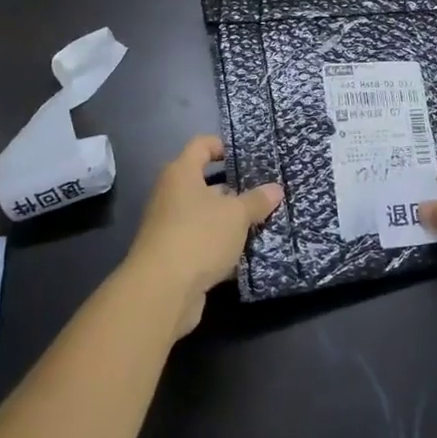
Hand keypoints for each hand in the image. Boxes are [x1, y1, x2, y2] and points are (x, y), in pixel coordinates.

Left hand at [125, 136, 282, 335]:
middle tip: (264, 191)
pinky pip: (202, 242)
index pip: (201, 145)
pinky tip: (246, 253)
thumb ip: (257, 200)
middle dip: (234, 187)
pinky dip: (221, 245)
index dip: (223, 146)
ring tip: (262, 221)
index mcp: (181, 174)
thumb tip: (275, 189)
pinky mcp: (173, 256)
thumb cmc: (199, 236)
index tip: (248, 155)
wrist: (161, 292)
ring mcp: (169, 227)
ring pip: (205, 215)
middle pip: (204, 182)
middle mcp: (171, 195)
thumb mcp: (236, 215)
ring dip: (229, 220)